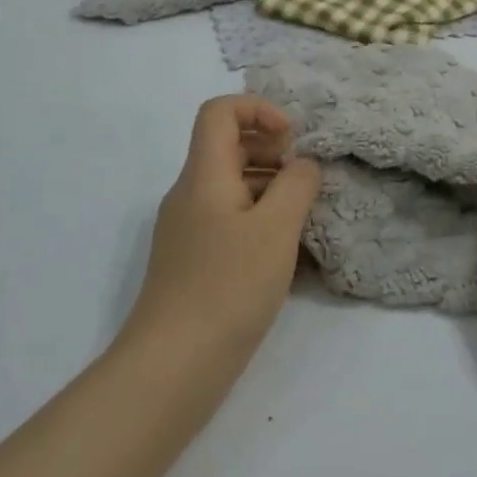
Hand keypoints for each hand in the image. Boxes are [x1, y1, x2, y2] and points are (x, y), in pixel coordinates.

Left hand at [123, 96, 322, 367]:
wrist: (172, 366)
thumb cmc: (227, 287)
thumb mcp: (276, 229)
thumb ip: (297, 184)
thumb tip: (303, 164)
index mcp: (203, 174)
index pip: (219, 111)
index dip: (258, 110)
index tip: (291, 140)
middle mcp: (189, 193)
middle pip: (227, 146)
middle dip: (271, 151)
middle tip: (305, 181)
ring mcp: (187, 228)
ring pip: (230, 185)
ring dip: (268, 187)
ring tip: (302, 218)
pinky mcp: (191, 260)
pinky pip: (227, 219)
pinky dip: (257, 220)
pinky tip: (282, 254)